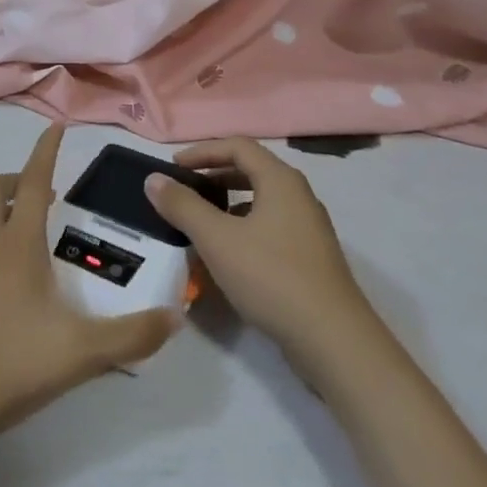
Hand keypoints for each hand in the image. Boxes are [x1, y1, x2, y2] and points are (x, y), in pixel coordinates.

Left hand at [0, 125, 178, 453]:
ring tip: (12, 222)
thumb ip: (134, 335)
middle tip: (44, 196)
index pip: (36, 181)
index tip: (56, 127)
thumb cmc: (13, 367)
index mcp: (18, 243)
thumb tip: (176, 316)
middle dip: (19, 179)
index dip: (46, 151)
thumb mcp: (83, 354)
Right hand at [145, 138, 369, 364]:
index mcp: (280, 180)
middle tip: (184, 192)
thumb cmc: (271, 277)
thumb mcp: (217, 239)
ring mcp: (308, 228)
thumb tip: (153, 179)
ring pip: (261, 202)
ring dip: (227, 205)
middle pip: (251, 171)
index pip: (238, 146)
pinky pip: (270, 227)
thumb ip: (183, 206)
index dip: (202, 152)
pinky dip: (243, 229)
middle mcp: (299, 196)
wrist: (333, 340)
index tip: (174, 168)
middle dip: (214, 176)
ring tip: (200, 224)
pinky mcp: (311, 258)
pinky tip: (227, 256)